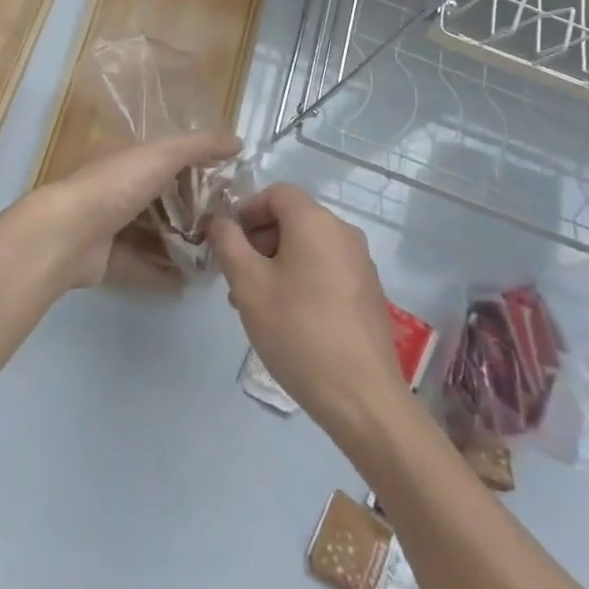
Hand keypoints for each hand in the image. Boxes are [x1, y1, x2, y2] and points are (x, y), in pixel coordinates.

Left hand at [9, 131, 241, 291]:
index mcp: (125, 158)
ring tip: (214, 256)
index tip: (228, 185)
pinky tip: (190, 282)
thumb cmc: (115, 186)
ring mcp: (109, 225)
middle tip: (226, 226)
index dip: (196, 169)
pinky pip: (141, 265)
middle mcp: (116, 188)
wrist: (67, 235)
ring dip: (180, 244)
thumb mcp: (162, 155)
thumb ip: (199, 146)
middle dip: (191, 212)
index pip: (166, 159)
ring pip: (152, 234)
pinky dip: (164, 272)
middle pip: (161, 199)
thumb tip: (238, 141)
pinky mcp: (106, 259)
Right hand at [206, 184, 408, 440]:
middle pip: (293, 218)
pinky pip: (326, 268)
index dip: (247, 210)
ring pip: (308, 246)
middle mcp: (343, 232)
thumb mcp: (248, 285)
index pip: (276, 192)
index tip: (228, 243)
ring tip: (256, 304)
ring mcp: (361, 263)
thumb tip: (219, 220)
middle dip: (259, 241)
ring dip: (277, 263)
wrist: (362, 396)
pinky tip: (289, 319)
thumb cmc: (298, 331)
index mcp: (316, 221)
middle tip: (236, 278)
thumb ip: (228, 243)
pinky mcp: (369, 292)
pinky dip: (302, 278)